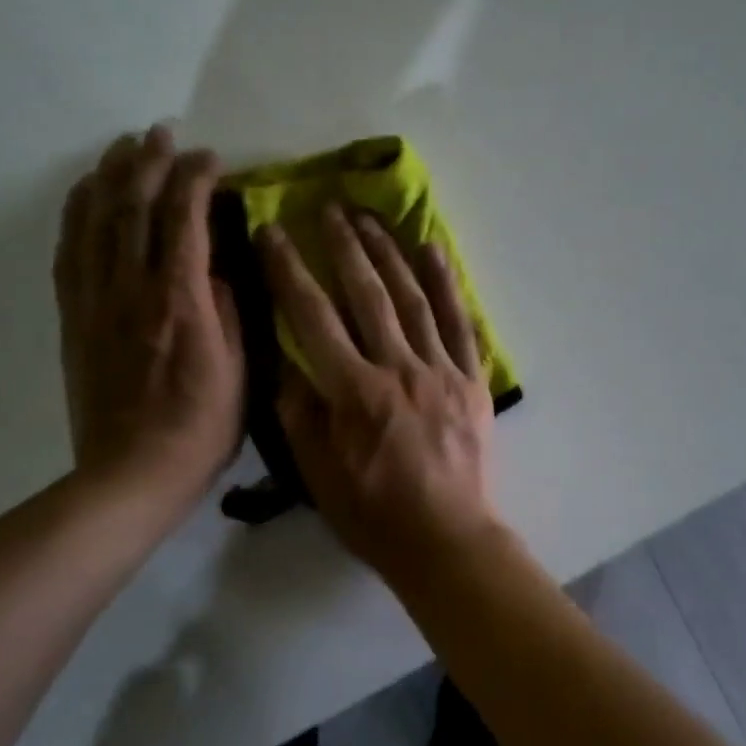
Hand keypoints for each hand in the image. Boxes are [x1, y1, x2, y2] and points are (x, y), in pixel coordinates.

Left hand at [54, 125, 244, 505]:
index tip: (212, 158)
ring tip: (123, 146)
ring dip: (109, 177)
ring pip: (96, 222)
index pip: (184, 221)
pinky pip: (69, 253)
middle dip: (148, 162)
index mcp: (180, 302)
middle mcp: (131, 290)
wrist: (131, 474)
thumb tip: (218, 270)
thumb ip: (230, 311)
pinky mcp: (74, 318)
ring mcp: (96, 302)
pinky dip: (76, 214)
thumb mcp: (240, 371)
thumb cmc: (201, 427)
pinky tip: (85, 194)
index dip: (195, 180)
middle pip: (133, 208)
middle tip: (161, 132)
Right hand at [258, 205, 499, 581]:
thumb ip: (300, 413)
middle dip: (344, 245)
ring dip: (390, 253)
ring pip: (412, 298)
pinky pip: (459, 322)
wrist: (448, 539)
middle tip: (329, 206)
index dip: (290, 270)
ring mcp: (441, 370)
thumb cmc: (375, 514)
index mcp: (354, 392)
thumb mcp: (318, 473)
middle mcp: (398, 368)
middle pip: (367, 294)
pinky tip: (434, 250)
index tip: (273, 231)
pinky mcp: (471, 378)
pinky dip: (447, 284)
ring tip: (371, 217)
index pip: (313, 316)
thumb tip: (288, 361)